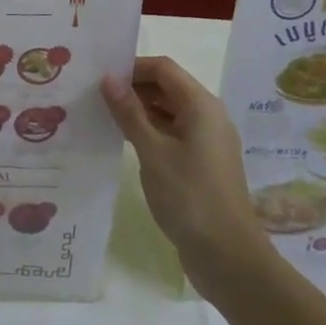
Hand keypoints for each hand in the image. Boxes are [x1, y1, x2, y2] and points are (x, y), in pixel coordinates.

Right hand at [101, 57, 266, 292]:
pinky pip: (173, 132)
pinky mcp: (203, 163)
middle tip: (97, 95)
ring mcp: (207, 141)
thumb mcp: (152, 151)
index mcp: (201, 105)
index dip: (132, 67)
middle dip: (134, 87)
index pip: (163, 68)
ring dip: (140, 109)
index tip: (101, 76)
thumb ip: (129, 112)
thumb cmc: (189, 196)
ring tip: (105, 115)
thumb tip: (109, 79)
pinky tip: (126, 140)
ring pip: (170, 110)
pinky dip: (151, 130)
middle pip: (168, 86)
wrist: (228, 257)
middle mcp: (208, 116)